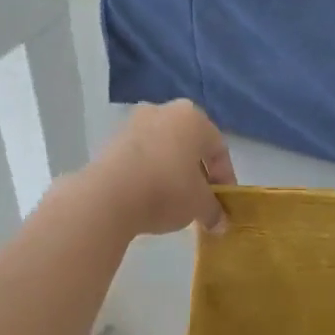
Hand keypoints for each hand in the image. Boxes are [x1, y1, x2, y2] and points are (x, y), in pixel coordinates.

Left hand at [92, 100, 235, 236]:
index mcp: (194, 118)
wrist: (108, 195)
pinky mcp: (111, 139)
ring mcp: (134, 122)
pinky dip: (149, 172)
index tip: (223, 203)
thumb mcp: (199, 205)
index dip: (225, 179)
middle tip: (199, 199)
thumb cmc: (167, 190)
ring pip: (164, 148)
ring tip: (173, 200)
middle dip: (197, 172)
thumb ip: (214, 211)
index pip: (219, 149)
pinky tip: (148, 195)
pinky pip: (141, 155)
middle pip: (190, 145)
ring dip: (172, 171)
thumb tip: (220, 223)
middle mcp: (165, 111)